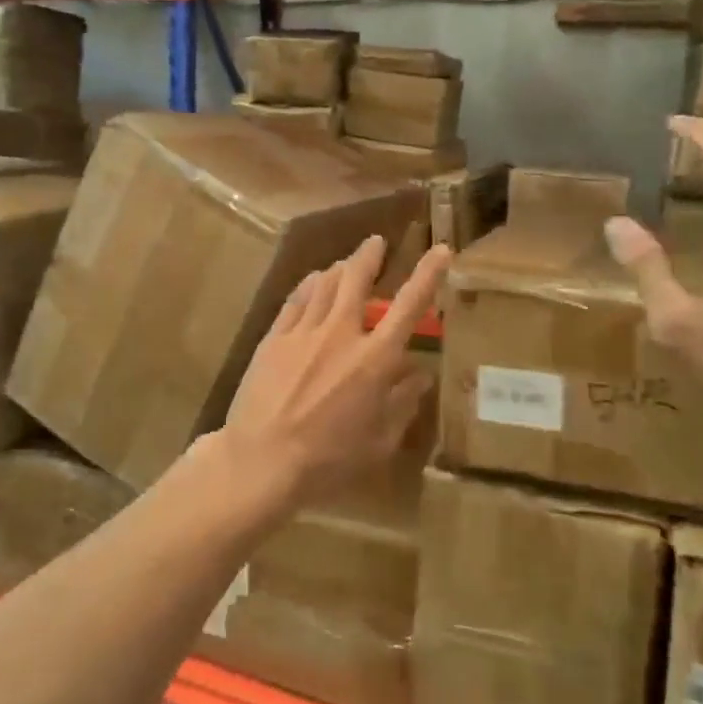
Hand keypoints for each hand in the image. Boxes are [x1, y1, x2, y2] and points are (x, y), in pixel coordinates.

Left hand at [220, 235, 451, 511]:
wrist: (261, 461)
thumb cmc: (328, 461)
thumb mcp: (379, 442)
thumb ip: (402, 404)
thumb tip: (419, 374)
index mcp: (374, 360)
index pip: (409, 306)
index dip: (428, 274)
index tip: (441, 250)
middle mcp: (341, 334)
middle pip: (356, 279)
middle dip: (369, 255)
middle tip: (375, 242)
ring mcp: (303, 332)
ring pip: (324, 284)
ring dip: (339, 268)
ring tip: (346, 262)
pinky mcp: (273, 339)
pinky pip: (295, 299)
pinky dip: (308, 285)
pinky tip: (312, 281)